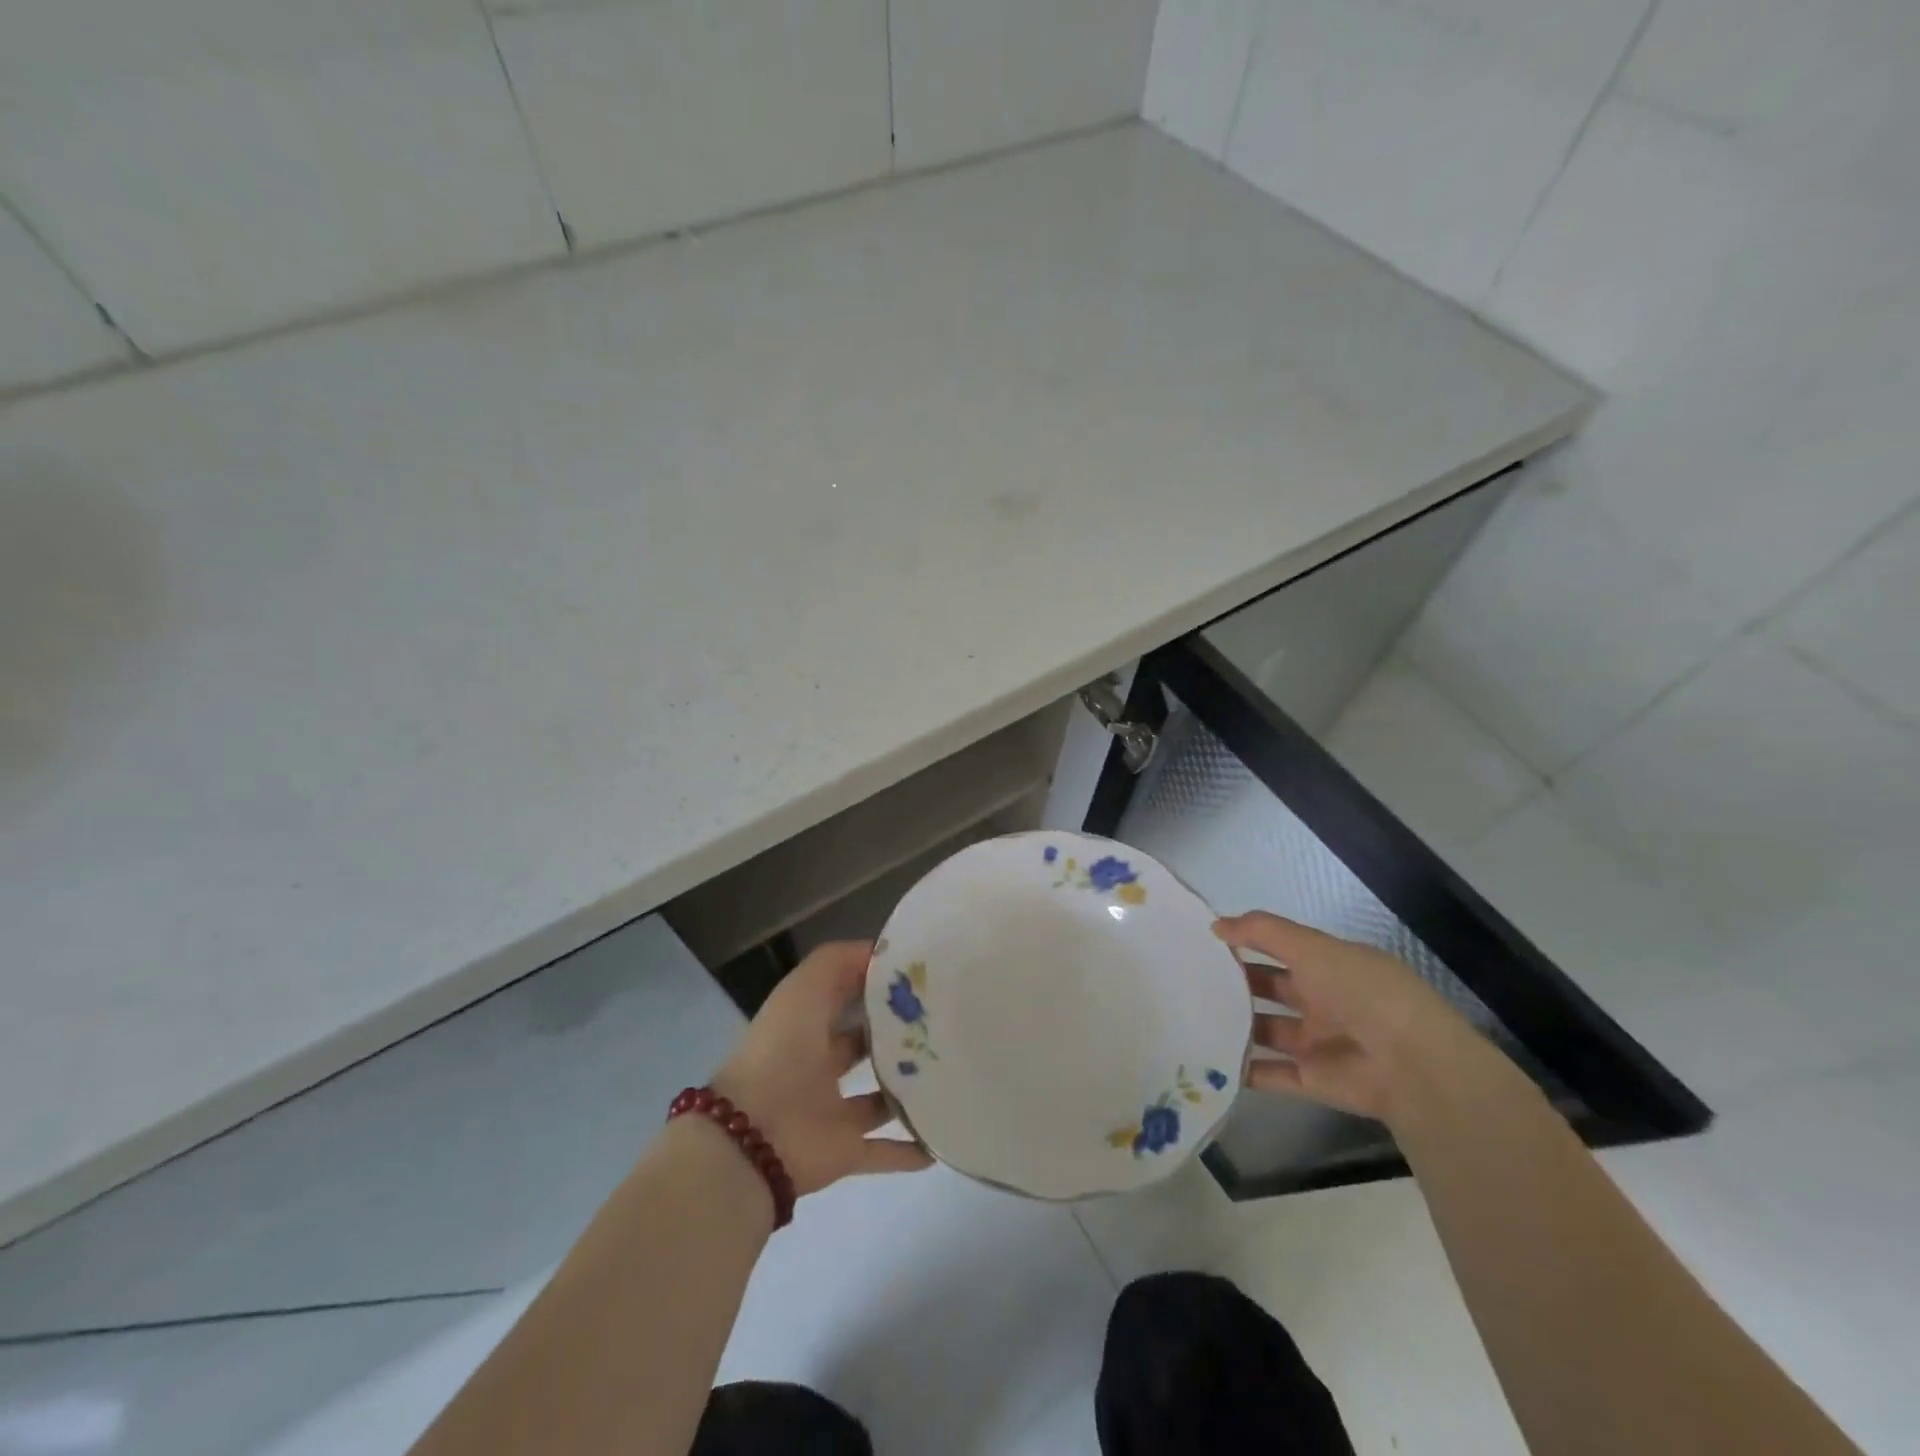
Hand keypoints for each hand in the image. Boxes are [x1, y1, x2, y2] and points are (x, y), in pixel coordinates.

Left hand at [712, 940, 932, 1196]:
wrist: (754, 1135)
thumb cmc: (783, 1049)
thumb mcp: (807, 986)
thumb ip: (841, 961)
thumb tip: (883, 952)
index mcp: (807, 1024)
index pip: (846, 995)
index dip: (877, 984)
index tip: (922, 977)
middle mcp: (819, 1064)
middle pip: (864, 1046)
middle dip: (897, 1035)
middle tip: (945, 1024)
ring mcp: (832, 1111)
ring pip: (879, 1098)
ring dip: (906, 1090)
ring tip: (951, 1075)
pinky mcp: (845, 1151)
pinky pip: (883, 1152)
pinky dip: (909, 1151)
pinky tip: (940, 1141)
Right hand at [1216, 911, 1494, 1123]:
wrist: (1414, 1068)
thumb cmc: (1363, 993)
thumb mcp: (1313, 948)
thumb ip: (1263, 932)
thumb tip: (1216, 926)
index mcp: (1329, 965)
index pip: (1280, 948)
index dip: (1246, 941)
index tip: (1204, 940)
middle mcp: (1323, 1001)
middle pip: (1269, 988)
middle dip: (1235, 982)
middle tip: (1188, 977)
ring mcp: (1316, 1043)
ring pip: (1265, 1030)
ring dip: (1234, 1024)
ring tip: (1189, 1015)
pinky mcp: (1311, 1080)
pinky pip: (1269, 1073)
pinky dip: (1241, 1068)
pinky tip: (1206, 1056)